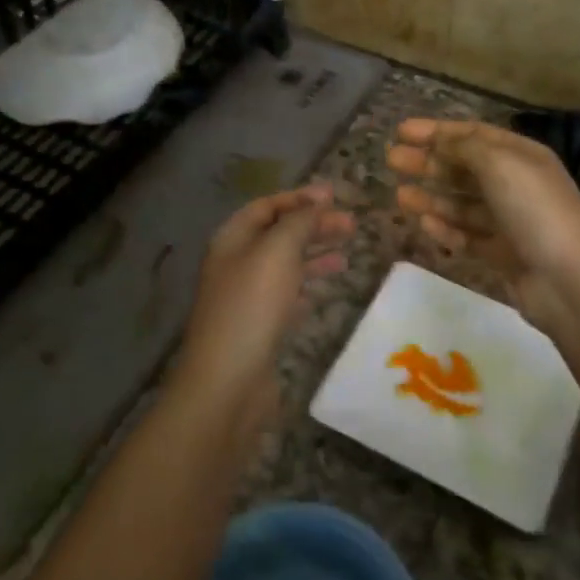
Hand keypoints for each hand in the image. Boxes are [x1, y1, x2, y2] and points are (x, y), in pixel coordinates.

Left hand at [175, 184, 353, 425]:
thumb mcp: (278, 252)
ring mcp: (246, 296)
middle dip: (313, 226)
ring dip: (315, 255)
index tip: (336, 196)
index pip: (268, 206)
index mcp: (233, 239)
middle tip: (351, 226)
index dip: (300, 198)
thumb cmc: (252, 307)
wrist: (227, 383)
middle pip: (279, 234)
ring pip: (285, 265)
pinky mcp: (258, 326)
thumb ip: (299, 221)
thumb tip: (319, 197)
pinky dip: (307, 286)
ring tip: (347, 255)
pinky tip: (327, 288)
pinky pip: (286, 295)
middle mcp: (236, 263)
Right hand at [387, 118, 579, 338]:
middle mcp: (516, 184)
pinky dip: (446, 228)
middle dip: (428, 162)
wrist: (569, 281)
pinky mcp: (503, 254)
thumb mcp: (499, 164)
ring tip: (399, 196)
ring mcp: (510, 221)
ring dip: (431, 196)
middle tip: (391, 161)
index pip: (473, 134)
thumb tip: (441, 139)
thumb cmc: (534, 210)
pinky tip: (424, 223)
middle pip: (464, 168)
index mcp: (521, 156)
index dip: (437, 131)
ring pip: (462, 203)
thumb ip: (465, 147)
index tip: (401, 132)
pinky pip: (468, 235)